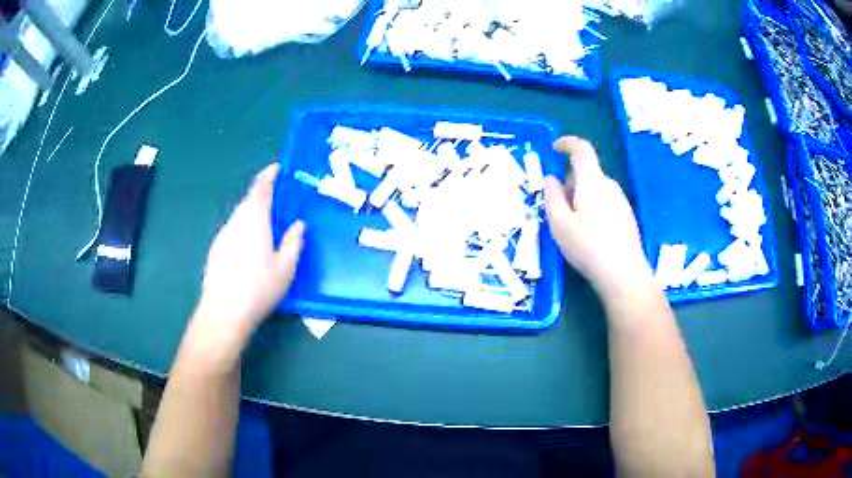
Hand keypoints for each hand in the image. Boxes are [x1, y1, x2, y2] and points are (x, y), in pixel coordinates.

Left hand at [185, 163, 303, 366]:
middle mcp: (235, 222)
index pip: (260, 189)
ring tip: (265, 226)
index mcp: (254, 220)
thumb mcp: (285, 267)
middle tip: (277, 200)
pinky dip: (242, 230)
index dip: (269, 176)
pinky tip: (248, 249)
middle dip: (261, 196)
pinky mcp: (215, 251)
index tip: (277, 168)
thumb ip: (293, 242)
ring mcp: (222, 236)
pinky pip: (232, 231)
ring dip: (251, 214)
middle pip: (248, 201)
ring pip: (239, 217)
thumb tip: (298, 225)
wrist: (224, 312)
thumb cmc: (258, 287)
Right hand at [544, 137, 652, 299]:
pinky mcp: (627, 217)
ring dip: (581, 198)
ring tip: (573, 228)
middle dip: (569, 183)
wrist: (624, 274)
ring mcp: (621, 201)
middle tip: (557, 209)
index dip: (567, 143)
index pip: (581, 149)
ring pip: (595, 190)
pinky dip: (593, 209)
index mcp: (592, 181)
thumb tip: (551, 179)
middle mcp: (610, 186)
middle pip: (587, 173)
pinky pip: (605, 203)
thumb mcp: (559, 224)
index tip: (554, 148)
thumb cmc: (588, 247)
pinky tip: (590, 236)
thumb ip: (552, 197)